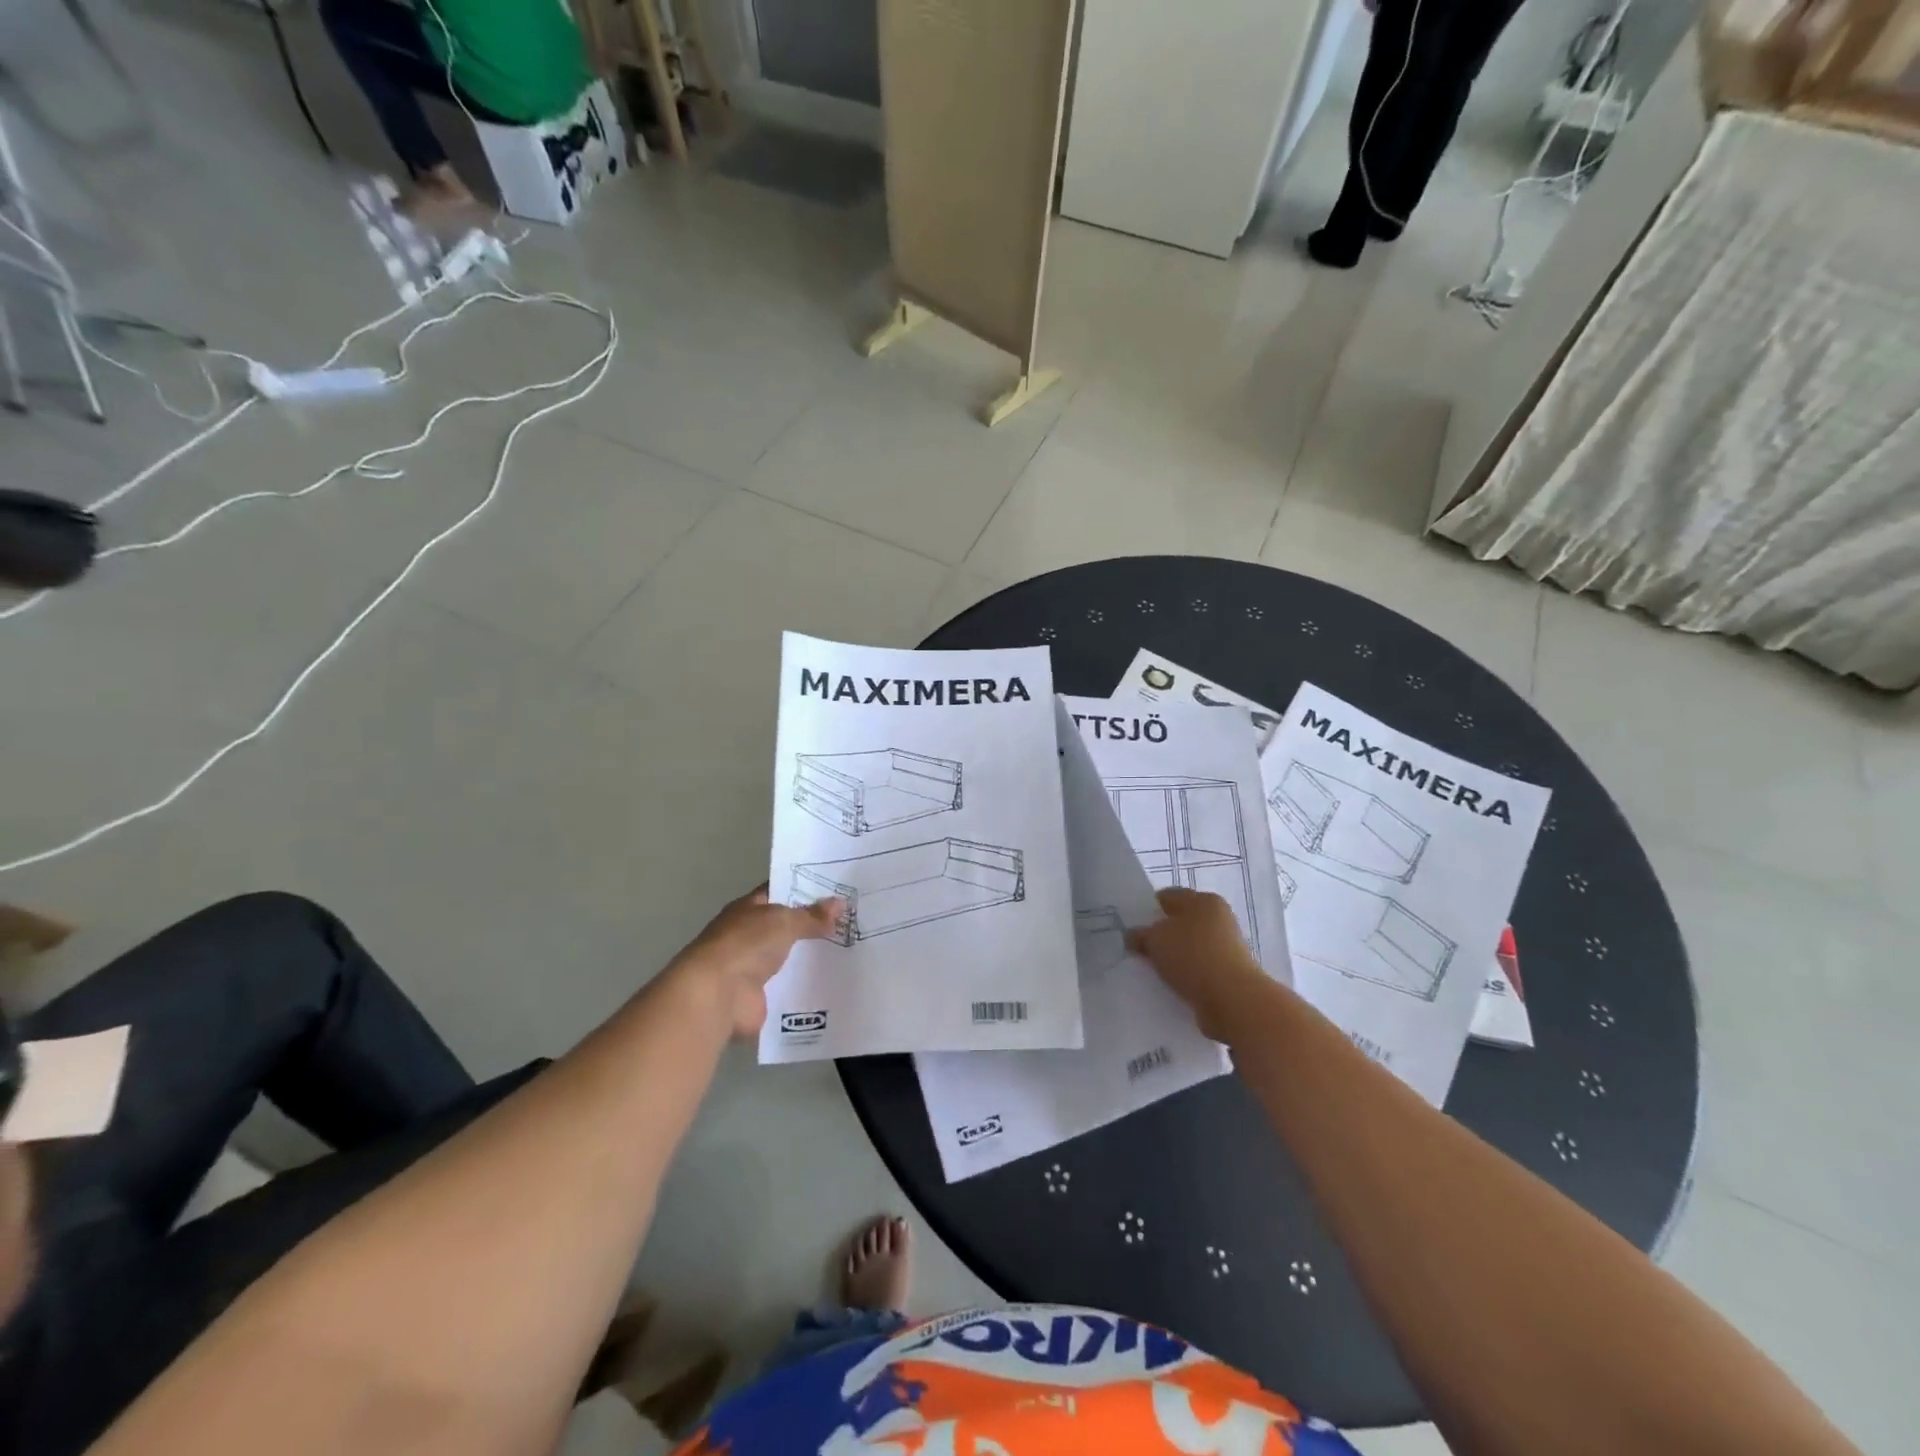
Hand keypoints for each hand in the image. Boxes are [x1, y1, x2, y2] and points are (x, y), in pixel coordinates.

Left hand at [664, 887, 843, 1038]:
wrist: (718, 995)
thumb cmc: (746, 945)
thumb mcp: (784, 921)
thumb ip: (811, 915)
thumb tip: (840, 903)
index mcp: (748, 910)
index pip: (778, 892)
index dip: (803, 890)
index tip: (834, 890)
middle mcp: (748, 936)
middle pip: (786, 927)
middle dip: (813, 926)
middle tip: (850, 922)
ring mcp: (752, 968)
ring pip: (789, 957)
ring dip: (811, 958)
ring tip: (850, 952)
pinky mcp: (760, 997)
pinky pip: (789, 987)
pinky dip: (806, 987)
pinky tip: (835, 982)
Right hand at [1128, 888, 1266, 1041]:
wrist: (1233, 1000)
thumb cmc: (1192, 956)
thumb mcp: (1155, 939)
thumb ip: (1140, 934)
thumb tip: (1133, 936)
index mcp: (1203, 900)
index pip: (1168, 896)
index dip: (1147, 909)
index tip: (1132, 926)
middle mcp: (1219, 918)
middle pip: (1181, 922)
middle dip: (1160, 935)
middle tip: (1138, 949)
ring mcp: (1227, 946)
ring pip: (1189, 947)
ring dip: (1173, 957)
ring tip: (1152, 970)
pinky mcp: (1230, 973)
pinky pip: (1199, 968)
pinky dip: (1186, 975)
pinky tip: (1170, 984)